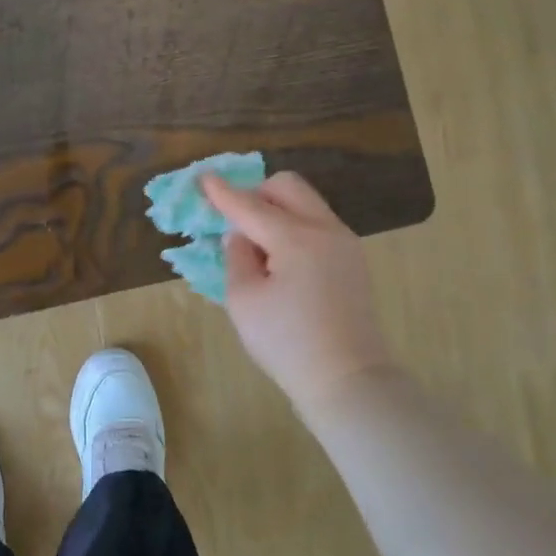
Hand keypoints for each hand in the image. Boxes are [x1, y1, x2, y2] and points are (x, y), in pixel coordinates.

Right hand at [203, 172, 397, 413]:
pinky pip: (318, 224)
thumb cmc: (287, 342)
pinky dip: (295, 226)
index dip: (222, 192)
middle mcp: (325, 229)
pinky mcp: (353, 259)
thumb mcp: (243, 300)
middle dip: (256, 193)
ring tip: (258, 246)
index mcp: (296, 237)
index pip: (250, 206)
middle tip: (235, 219)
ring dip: (277, 209)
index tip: (202, 177)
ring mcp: (345, 242)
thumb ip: (237, 257)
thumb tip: (241, 235)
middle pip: (287, 187)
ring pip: (306, 203)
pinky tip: (282, 259)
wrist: (346, 378)